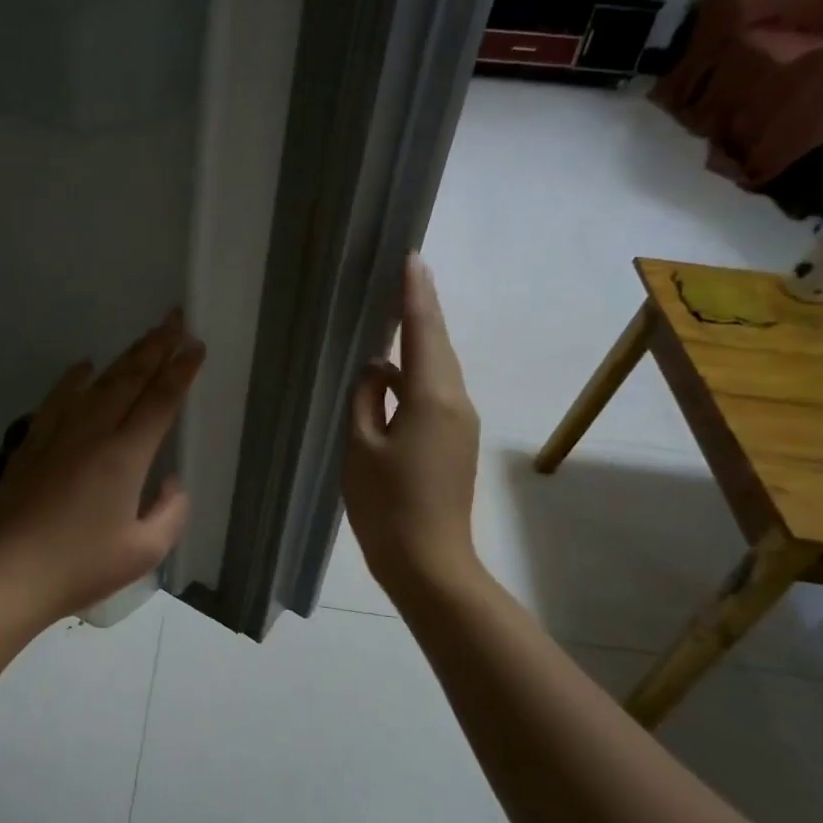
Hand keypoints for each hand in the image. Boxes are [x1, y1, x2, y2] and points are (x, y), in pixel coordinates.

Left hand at [0, 311, 204, 621]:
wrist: (10, 573)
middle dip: (156, 347)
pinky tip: (83, 367)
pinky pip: (57, 398)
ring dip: (124, 357)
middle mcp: (93, 433)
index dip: (181, 372)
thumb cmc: (81, 566)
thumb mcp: (144, 550)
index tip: (196, 346)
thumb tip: (171, 482)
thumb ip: (171, 511)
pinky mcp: (32, 444)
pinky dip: (74, 378)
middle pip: (130, 379)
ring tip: (143, 338)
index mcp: (124, 456)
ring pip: (97, 383)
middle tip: (175, 319)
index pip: (160, 401)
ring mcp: (58, 434)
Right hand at [344, 254, 481, 598]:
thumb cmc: (386, 505)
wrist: (429, 563)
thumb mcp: (360, 446)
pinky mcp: (456, 442)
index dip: (416, 294)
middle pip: (438, 346)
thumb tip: (376, 369)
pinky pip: (437, 394)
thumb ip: (365, 398)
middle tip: (403, 276)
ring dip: (420, 343)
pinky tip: (395, 374)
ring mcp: (461, 423)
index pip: (424, 332)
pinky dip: (418, 374)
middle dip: (421, 311)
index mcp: (432, 398)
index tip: (412, 258)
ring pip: (438, 370)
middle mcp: (456, 402)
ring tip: (396, 316)